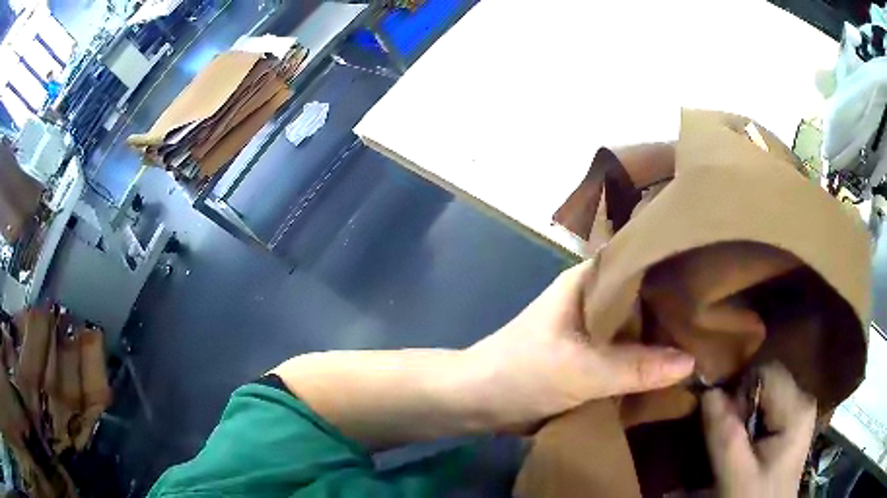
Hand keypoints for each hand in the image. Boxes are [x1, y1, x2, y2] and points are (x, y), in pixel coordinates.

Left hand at [464, 259, 695, 429]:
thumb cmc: (521, 373)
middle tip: (715, 316)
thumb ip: (635, 367)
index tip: (710, 276)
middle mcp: (592, 298)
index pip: (640, 261)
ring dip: (661, 337)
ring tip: (705, 340)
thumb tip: (691, 361)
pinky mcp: (587, 356)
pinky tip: (674, 367)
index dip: (674, 267)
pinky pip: (624, 352)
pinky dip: (644, 359)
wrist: (477, 401)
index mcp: (587, 281)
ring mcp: (590, 329)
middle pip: (643, 297)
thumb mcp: (581, 371)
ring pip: (635, 327)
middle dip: (674, 308)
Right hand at [702, 363, 815, 497]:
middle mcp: (803, 399)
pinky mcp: (791, 423)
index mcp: (798, 406)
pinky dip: (749, 422)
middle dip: (739, 405)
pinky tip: (743, 444)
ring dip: (742, 415)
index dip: (739, 392)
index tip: (722, 423)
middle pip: (764, 382)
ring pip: (763, 395)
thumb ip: (725, 435)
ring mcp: (798, 411)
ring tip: (732, 443)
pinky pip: (766, 408)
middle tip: (725, 437)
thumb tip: (707, 391)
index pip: (765, 372)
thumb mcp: (737, 475)